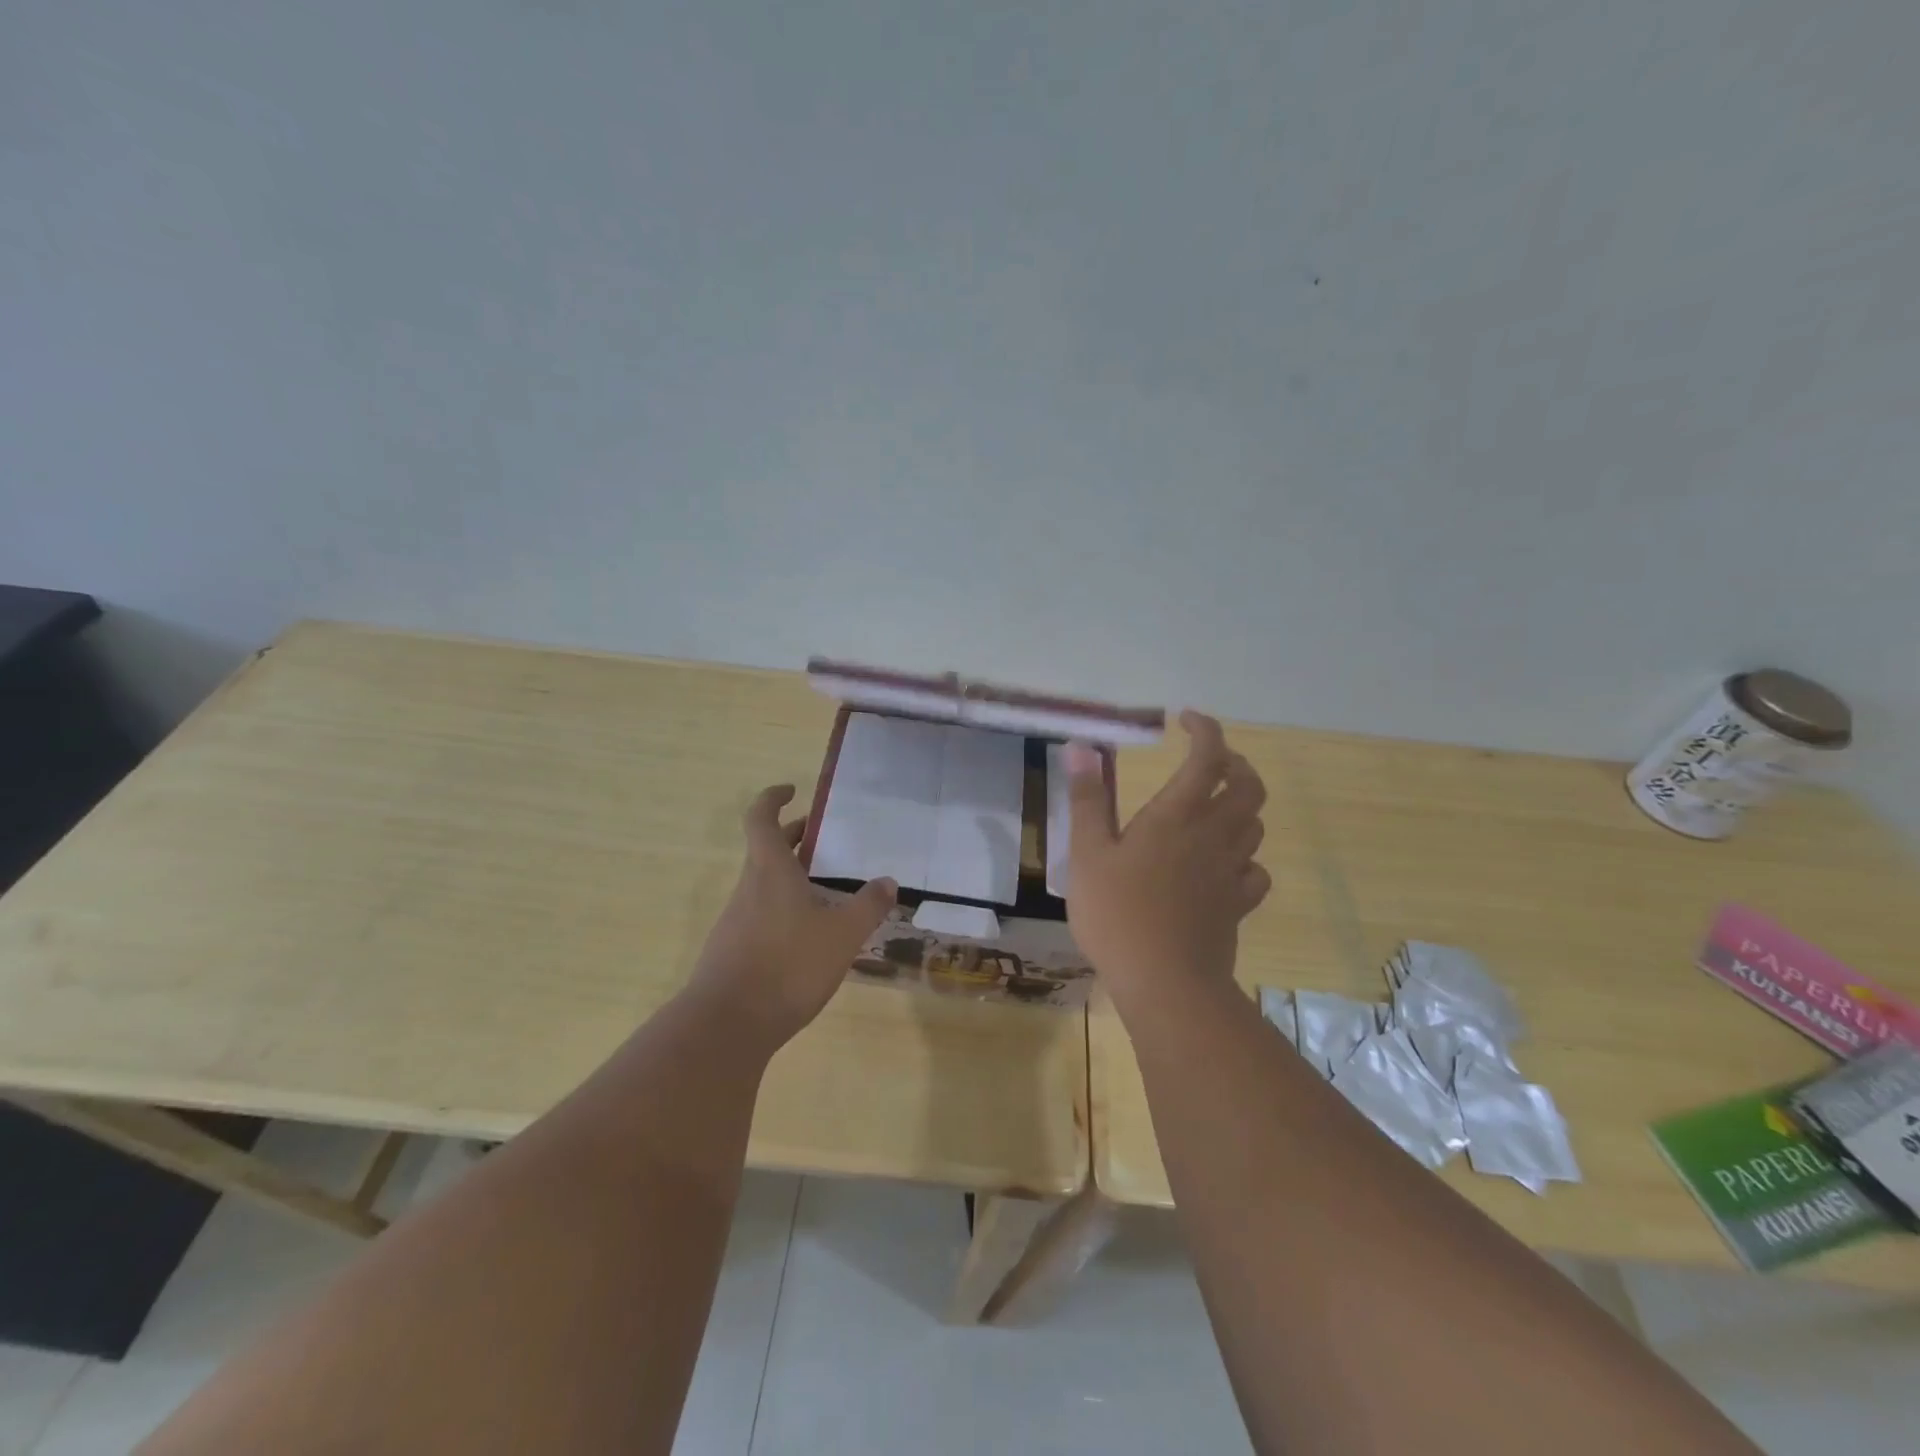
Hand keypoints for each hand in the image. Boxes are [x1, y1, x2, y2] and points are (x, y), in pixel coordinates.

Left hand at [690, 785, 896, 1049]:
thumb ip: (867, 907)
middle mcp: (748, 888)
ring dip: (791, 878)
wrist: (726, 1026)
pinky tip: (809, 938)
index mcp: (770, 871)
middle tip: (825, 841)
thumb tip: (887, 881)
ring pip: (764, 885)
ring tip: (828, 892)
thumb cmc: (787, 966)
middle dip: (794, 840)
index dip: (773, 799)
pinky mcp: (732, 951)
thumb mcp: (842, 935)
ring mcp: (735, 921)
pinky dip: (784, 910)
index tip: (792, 791)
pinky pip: (761, 915)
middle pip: (766, 851)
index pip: (761, 818)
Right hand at [1063, 711, 1269, 1013]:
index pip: (1208, 757)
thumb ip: (1087, 799)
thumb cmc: (1117, 913)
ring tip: (1213, 806)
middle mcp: (1213, 835)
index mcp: (1177, 815)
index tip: (1185, 721)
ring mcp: (1230, 872)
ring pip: (1254, 824)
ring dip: (1240, 805)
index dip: (1205, 730)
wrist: (1165, 982)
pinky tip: (1224, 865)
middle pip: (1248, 786)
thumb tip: (1080, 747)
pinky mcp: (1238, 905)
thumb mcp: (1087, 853)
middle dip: (1234, 762)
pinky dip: (1245, 857)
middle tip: (1209, 760)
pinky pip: (1255, 870)